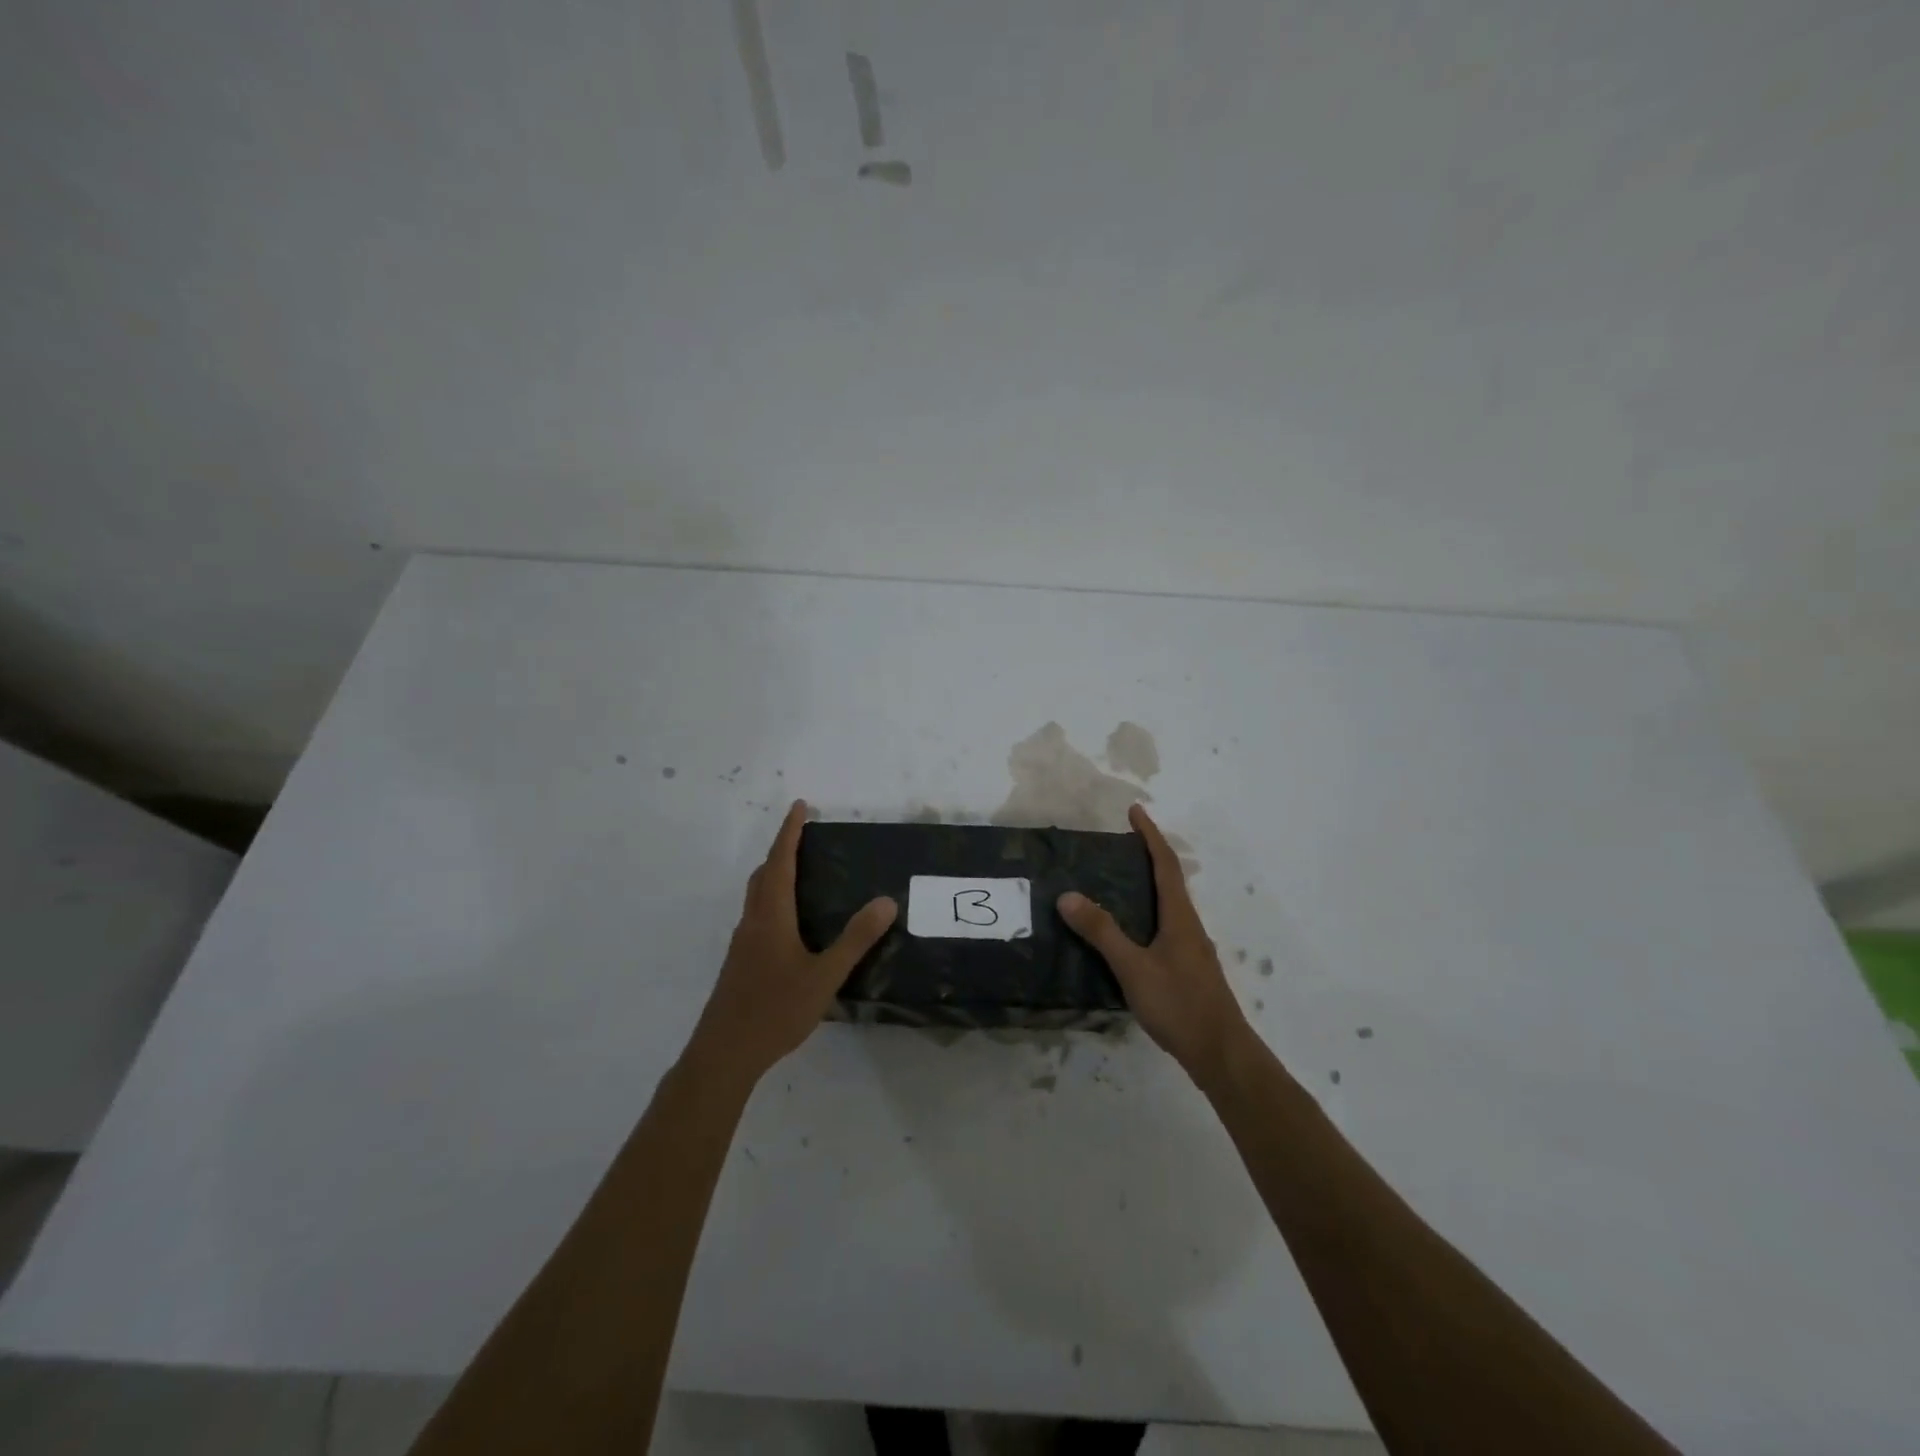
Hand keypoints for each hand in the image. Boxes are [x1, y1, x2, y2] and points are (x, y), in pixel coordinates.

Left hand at [686, 800, 896, 1088]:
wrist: (724, 1053)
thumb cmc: (775, 1010)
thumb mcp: (825, 976)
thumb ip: (855, 939)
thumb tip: (886, 901)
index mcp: (771, 916)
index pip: (780, 862)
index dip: (789, 832)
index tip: (799, 806)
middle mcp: (753, 922)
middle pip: (763, 874)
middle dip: (781, 849)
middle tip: (803, 837)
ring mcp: (742, 943)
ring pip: (756, 895)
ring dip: (774, 874)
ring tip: (800, 872)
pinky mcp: (739, 962)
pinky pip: (756, 915)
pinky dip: (772, 900)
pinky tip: (790, 924)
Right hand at [1058, 804, 1249, 1084]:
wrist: (1221, 1053)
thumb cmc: (1179, 1004)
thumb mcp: (1133, 967)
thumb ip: (1102, 932)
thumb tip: (1068, 895)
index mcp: (1179, 916)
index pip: (1165, 864)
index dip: (1149, 835)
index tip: (1134, 811)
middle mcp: (1188, 925)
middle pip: (1169, 880)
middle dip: (1147, 856)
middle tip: (1117, 844)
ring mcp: (1191, 948)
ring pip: (1168, 905)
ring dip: (1147, 885)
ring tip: (1115, 882)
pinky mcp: (1188, 968)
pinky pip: (1164, 927)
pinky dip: (1145, 914)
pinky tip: (1127, 933)